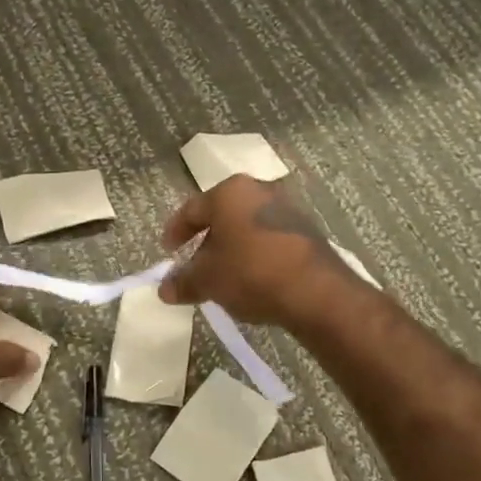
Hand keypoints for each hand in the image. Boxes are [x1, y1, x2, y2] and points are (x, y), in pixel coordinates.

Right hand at [157, 177, 367, 329]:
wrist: (316, 291)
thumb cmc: (250, 273)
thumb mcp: (208, 280)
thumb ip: (183, 282)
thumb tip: (164, 289)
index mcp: (229, 191)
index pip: (191, 209)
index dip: (175, 232)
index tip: (168, 252)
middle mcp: (258, 190)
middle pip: (221, 215)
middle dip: (206, 241)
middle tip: (194, 266)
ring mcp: (286, 208)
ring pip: (246, 226)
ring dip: (232, 248)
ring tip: (223, 276)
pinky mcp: (306, 230)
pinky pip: (269, 238)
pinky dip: (255, 254)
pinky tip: (252, 278)